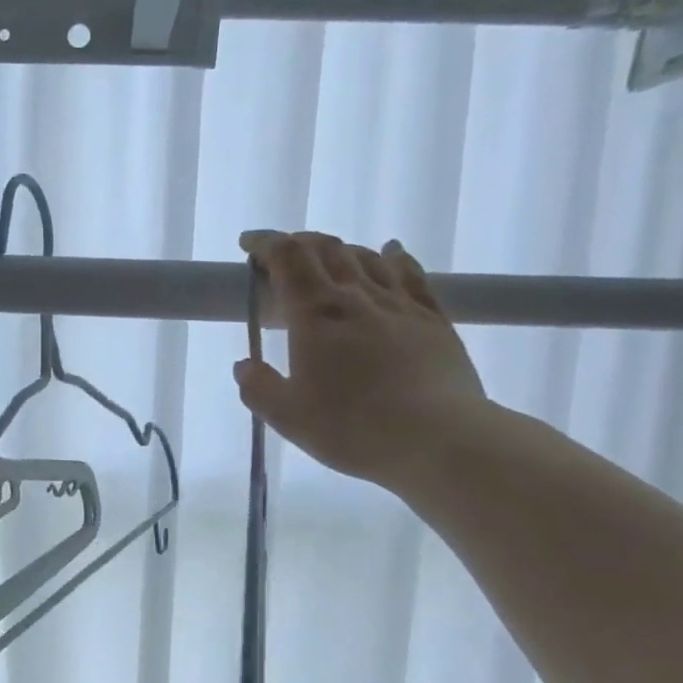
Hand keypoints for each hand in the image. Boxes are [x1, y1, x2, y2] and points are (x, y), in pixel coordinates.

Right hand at [236, 231, 488, 491]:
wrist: (439, 439)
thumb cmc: (353, 428)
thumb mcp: (288, 417)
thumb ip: (259, 388)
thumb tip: (244, 366)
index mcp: (315, 315)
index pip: (287, 259)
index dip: (265, 244)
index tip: (249, 245)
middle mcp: (356, 297)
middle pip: (325, 250)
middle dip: (298, 244)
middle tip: (282, 257)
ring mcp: (399, 304)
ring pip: (365, 257)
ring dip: (339, 250)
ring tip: (325, 261)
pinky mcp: (432, 318)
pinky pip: (410, 274)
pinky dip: (393, 257)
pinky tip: (390, 253)